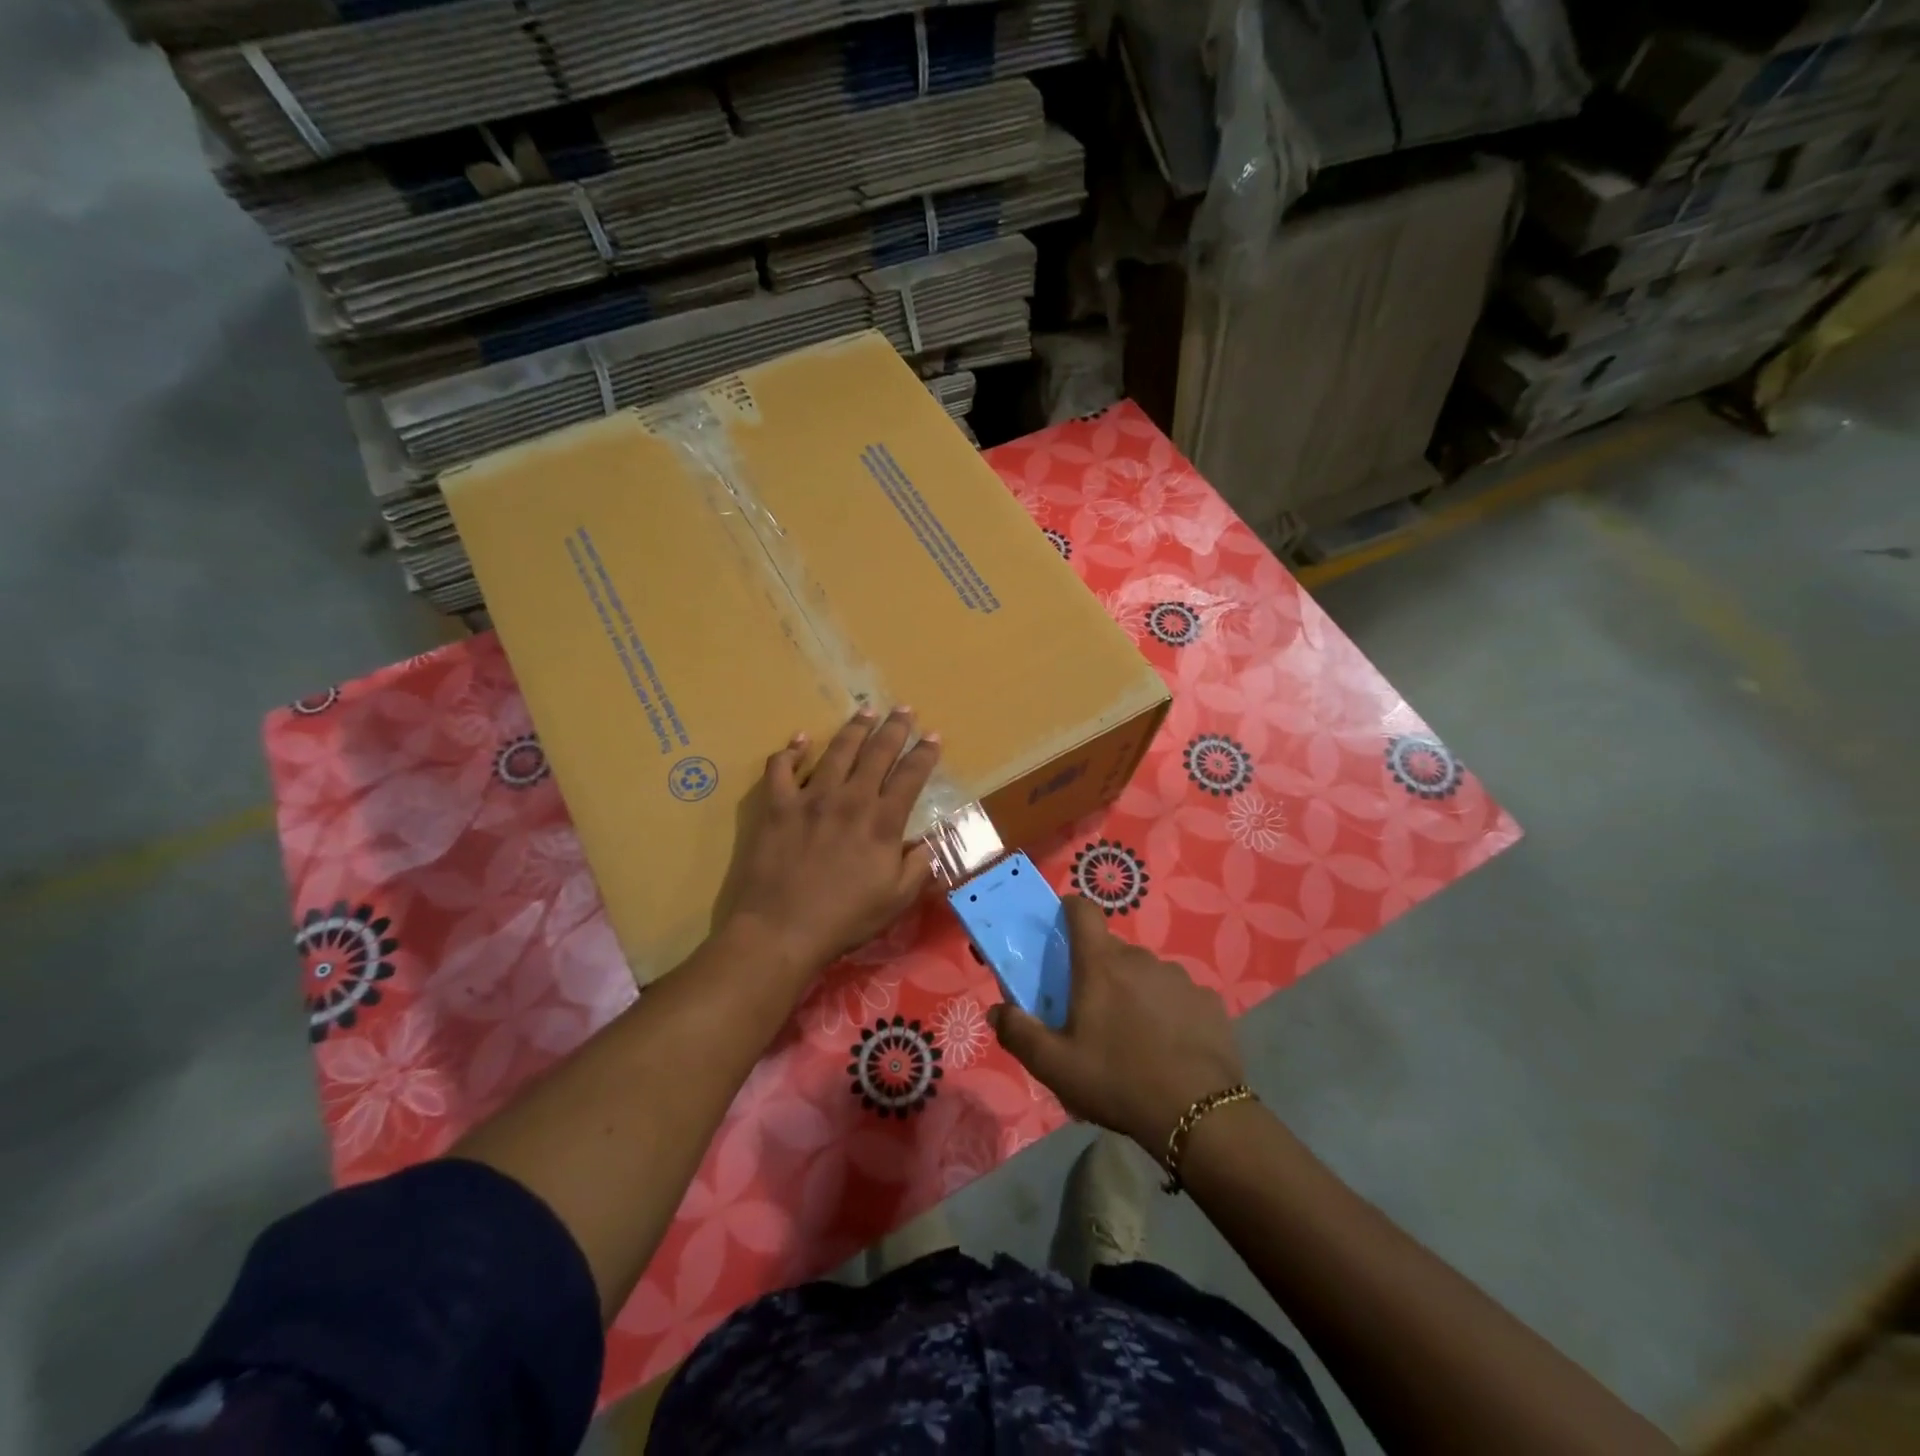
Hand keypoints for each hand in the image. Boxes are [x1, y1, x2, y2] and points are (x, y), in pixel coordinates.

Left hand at [720, 707, 941, 980]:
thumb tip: (927, 842)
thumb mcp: (896, 900)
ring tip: (865, 711)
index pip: (910, 776)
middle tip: (904, 709)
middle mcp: (850, 799)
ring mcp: (810, 798)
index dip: (925, 753)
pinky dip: (791, 751)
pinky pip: (781, 768)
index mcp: (882, 822)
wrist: (782, 929)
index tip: (933, 735)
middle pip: (877, 753)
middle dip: (894, 728)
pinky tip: (800, 739)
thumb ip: (918, 867)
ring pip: (837, 751)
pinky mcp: (777, 806)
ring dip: (854, 728)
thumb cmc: (845, 918)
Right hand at [989, 896, 1245, 1153]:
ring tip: (1133, 1035)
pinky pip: (1178, 996)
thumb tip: (996, 1011)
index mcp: (1101, 964)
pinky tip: (1169, 1046)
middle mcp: (1141, 959)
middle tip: (1091, 1010)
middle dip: (1098, 969)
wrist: (1197, 1114)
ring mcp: (1179, 978)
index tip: (1060, 928)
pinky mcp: (1208, 1001)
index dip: (1069, 911)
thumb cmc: (1117, 1080)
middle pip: (1112, 950)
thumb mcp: (1055, 1066)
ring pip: (1146, 973)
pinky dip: (1168, 1011)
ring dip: (1134, 991)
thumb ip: (1019, 1033)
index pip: (1083, 910)